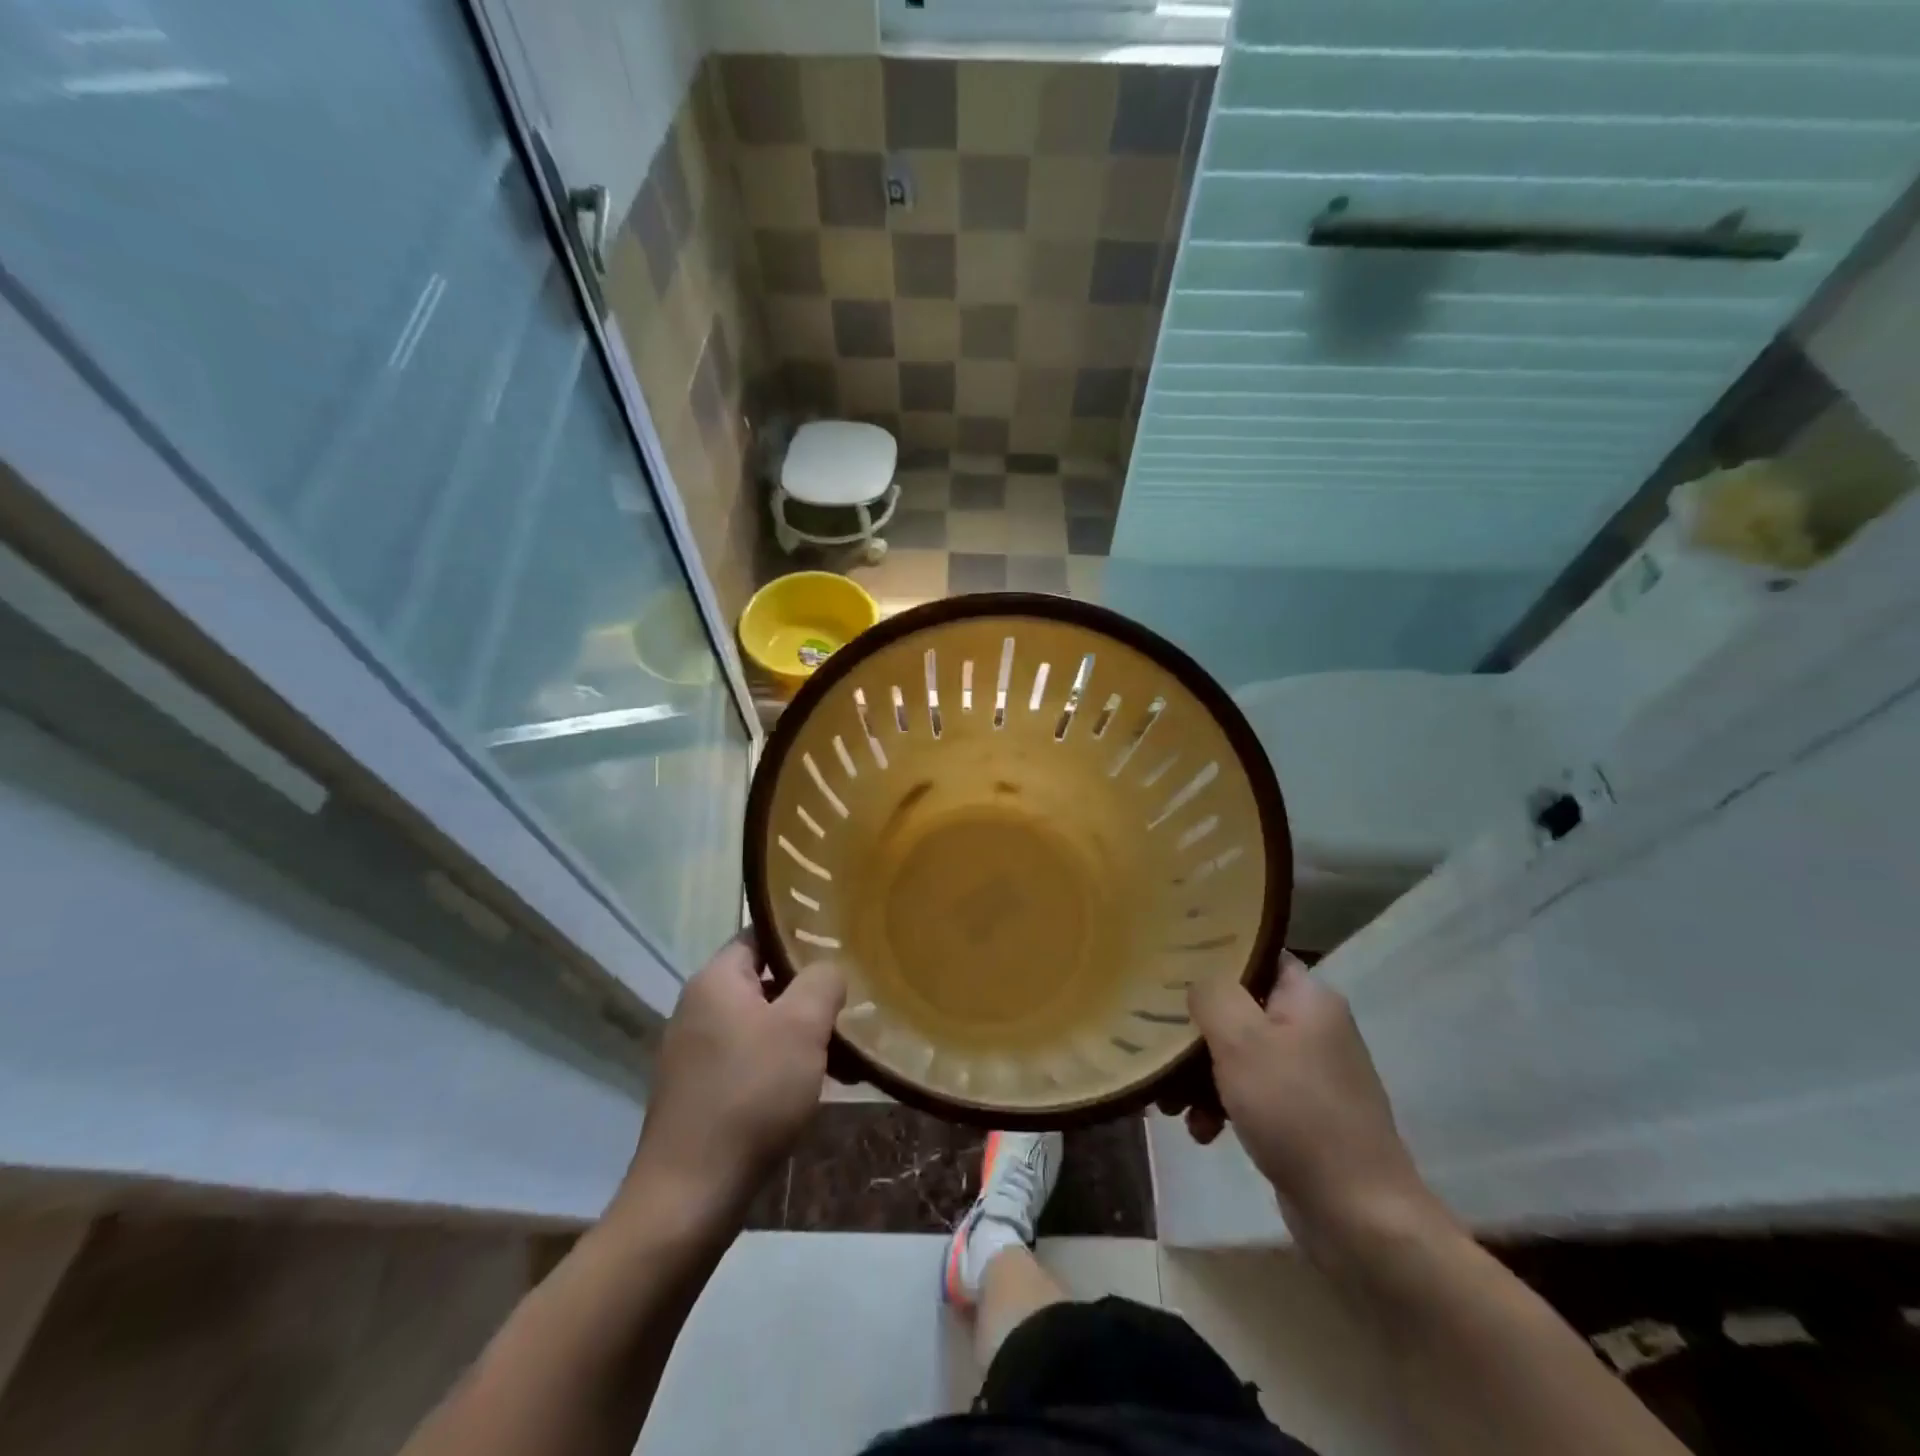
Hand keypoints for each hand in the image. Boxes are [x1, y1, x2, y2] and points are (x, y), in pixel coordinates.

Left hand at [619, 936, 844, 1222]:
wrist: (690, 1196)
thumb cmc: (751, 1096)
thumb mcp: (802, 1027)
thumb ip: (822, 982)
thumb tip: (828, 971)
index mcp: (716, 980)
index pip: (761, 936)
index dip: (801, 938)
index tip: (841, 949)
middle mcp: (699, 1008)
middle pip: (765, 982)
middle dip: (810, 994)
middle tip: (851, 1005)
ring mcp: (696, 1052)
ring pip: (762, 1025)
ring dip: (802, 1035)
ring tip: (845, 1055)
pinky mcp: (700, 1091)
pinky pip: (751, 1060)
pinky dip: (783, 1065)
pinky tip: (815, 1089)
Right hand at [1184, 954, 1447, 1252]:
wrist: (1359, 1217)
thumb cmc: (1297, 1113)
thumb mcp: (1242, 1041)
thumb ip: (1212, 995)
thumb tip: (1198, 980)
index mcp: (1309, 999)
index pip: (1255, 955)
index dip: (1213, 958)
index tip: (1169, 969)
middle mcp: (1313, 1028)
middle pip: (1239, 1008)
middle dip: (1195, 1032)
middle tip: (1160, 1048)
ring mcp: (1309, 1074)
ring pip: (1238, 1054)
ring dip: (1200, 1076)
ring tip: (1172, 1105)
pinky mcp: (1302, 1115)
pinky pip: (1250, 1093)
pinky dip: (1222, 1106)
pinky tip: (1202, 1132)